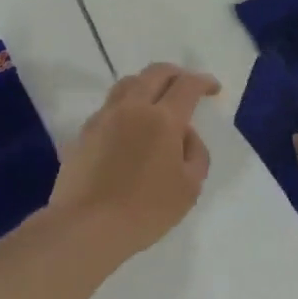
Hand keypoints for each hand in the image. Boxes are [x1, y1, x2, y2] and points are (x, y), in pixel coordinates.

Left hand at [48, 63, 219, 261]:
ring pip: (127, 84)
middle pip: (155, 73)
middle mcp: (132, 108)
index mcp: (162, 119)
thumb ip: (195, 153)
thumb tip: (185, 135)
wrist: (87, 225)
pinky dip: (126, 105)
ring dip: (147, 83)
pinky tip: (129, 126)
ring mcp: (104, 117)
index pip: (187, 86)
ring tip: (155, 99)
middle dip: (175, 73)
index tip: (213, 89)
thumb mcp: (189, 188)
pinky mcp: (84, 132)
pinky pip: (109, 106)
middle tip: (186, 84)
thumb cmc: (146, 210)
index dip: (203, 82)